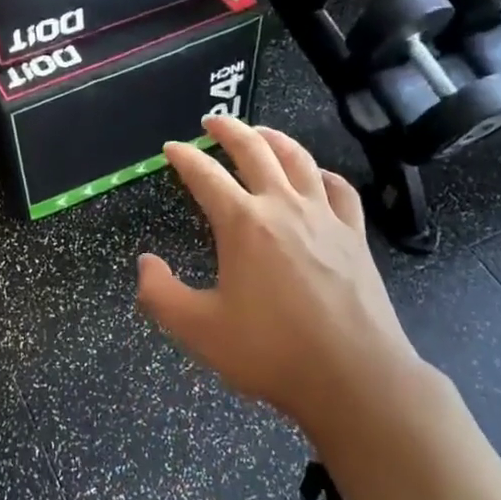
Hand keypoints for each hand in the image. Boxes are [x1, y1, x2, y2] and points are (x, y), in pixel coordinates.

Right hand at [136, 116, 426, 444]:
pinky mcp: (355, 236)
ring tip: (261, 132)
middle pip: (255, 151)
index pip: (205, 176)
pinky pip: (339, 189)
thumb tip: (145, 262)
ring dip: (275, 139)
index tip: (171, 148)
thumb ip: (160, 294)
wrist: (354, 378)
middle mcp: (284, 208)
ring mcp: (325, 219)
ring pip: (299, 160)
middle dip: (229, 130)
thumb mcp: (198, 330)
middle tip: (212, 121)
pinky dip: (322, 174)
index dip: (184, 158)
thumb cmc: (270, 352)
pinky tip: (317, 176)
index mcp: (243, 224)